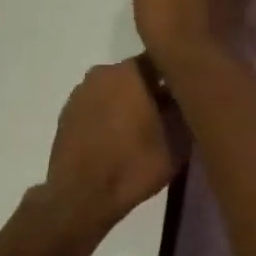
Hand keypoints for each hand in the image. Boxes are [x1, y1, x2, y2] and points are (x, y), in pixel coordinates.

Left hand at [37, 59, 182, 239]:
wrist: (80, 196)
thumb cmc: (134, 166)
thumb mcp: (177, 141)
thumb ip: (185, 110)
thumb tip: (185, 96)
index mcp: (130, 72)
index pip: (162, 60)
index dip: (178, 74)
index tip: (189, 92)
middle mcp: (102, 73)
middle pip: (136, 75)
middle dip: (152, 91)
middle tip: (168, 116)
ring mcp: (80, 93)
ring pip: (114, 91)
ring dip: (128, 104)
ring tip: (142, 132)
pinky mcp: (67, 114)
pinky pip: (97, 107)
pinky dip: (108, 117)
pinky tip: (117, 140)